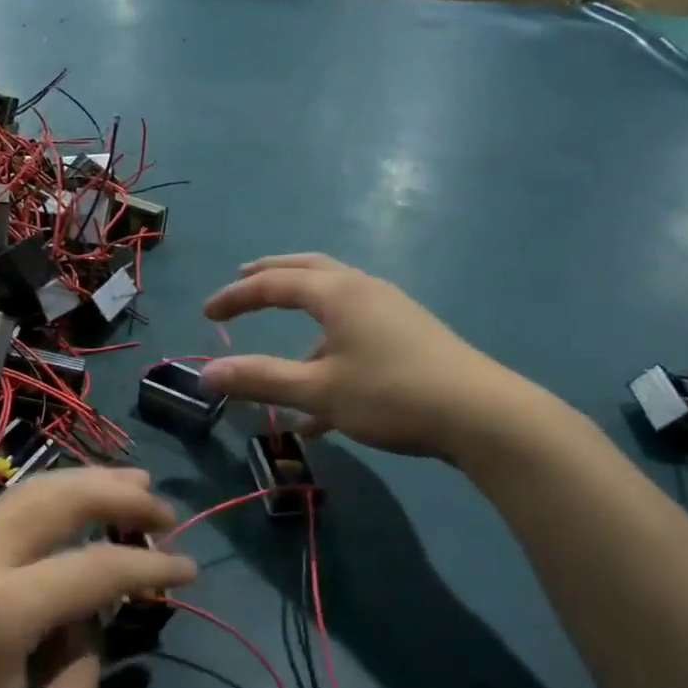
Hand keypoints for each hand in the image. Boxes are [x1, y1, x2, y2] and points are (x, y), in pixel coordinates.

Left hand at [0, 469, 194, 687]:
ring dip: (86, 483)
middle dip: (122, 494)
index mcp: (1, 611)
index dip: (152, 566)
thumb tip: (88, 621)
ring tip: (132, 484)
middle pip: (62, 498)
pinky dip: (51, 498)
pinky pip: (6, 509)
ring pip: (30, 491)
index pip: (99, 568)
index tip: (189, 571)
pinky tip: (73, 508)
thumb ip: (83, 682)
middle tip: (165, 510)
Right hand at [200, 253, 550, 462]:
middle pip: (308, 271)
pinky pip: (354, 334)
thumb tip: (206, 373)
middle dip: (271, 278)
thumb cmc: (391, 394)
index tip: (207, 313)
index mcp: (338, 293)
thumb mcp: (319, 391)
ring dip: (302, 318)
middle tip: (242, 281)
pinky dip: (328, 354)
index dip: (237, 296)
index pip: (274, 283)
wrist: (481, 415)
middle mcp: (363, 291)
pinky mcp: (407, 338)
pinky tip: (320, 409)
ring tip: (279, 349)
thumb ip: (261, 379)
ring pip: (333, 303)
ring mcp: (390, 313)